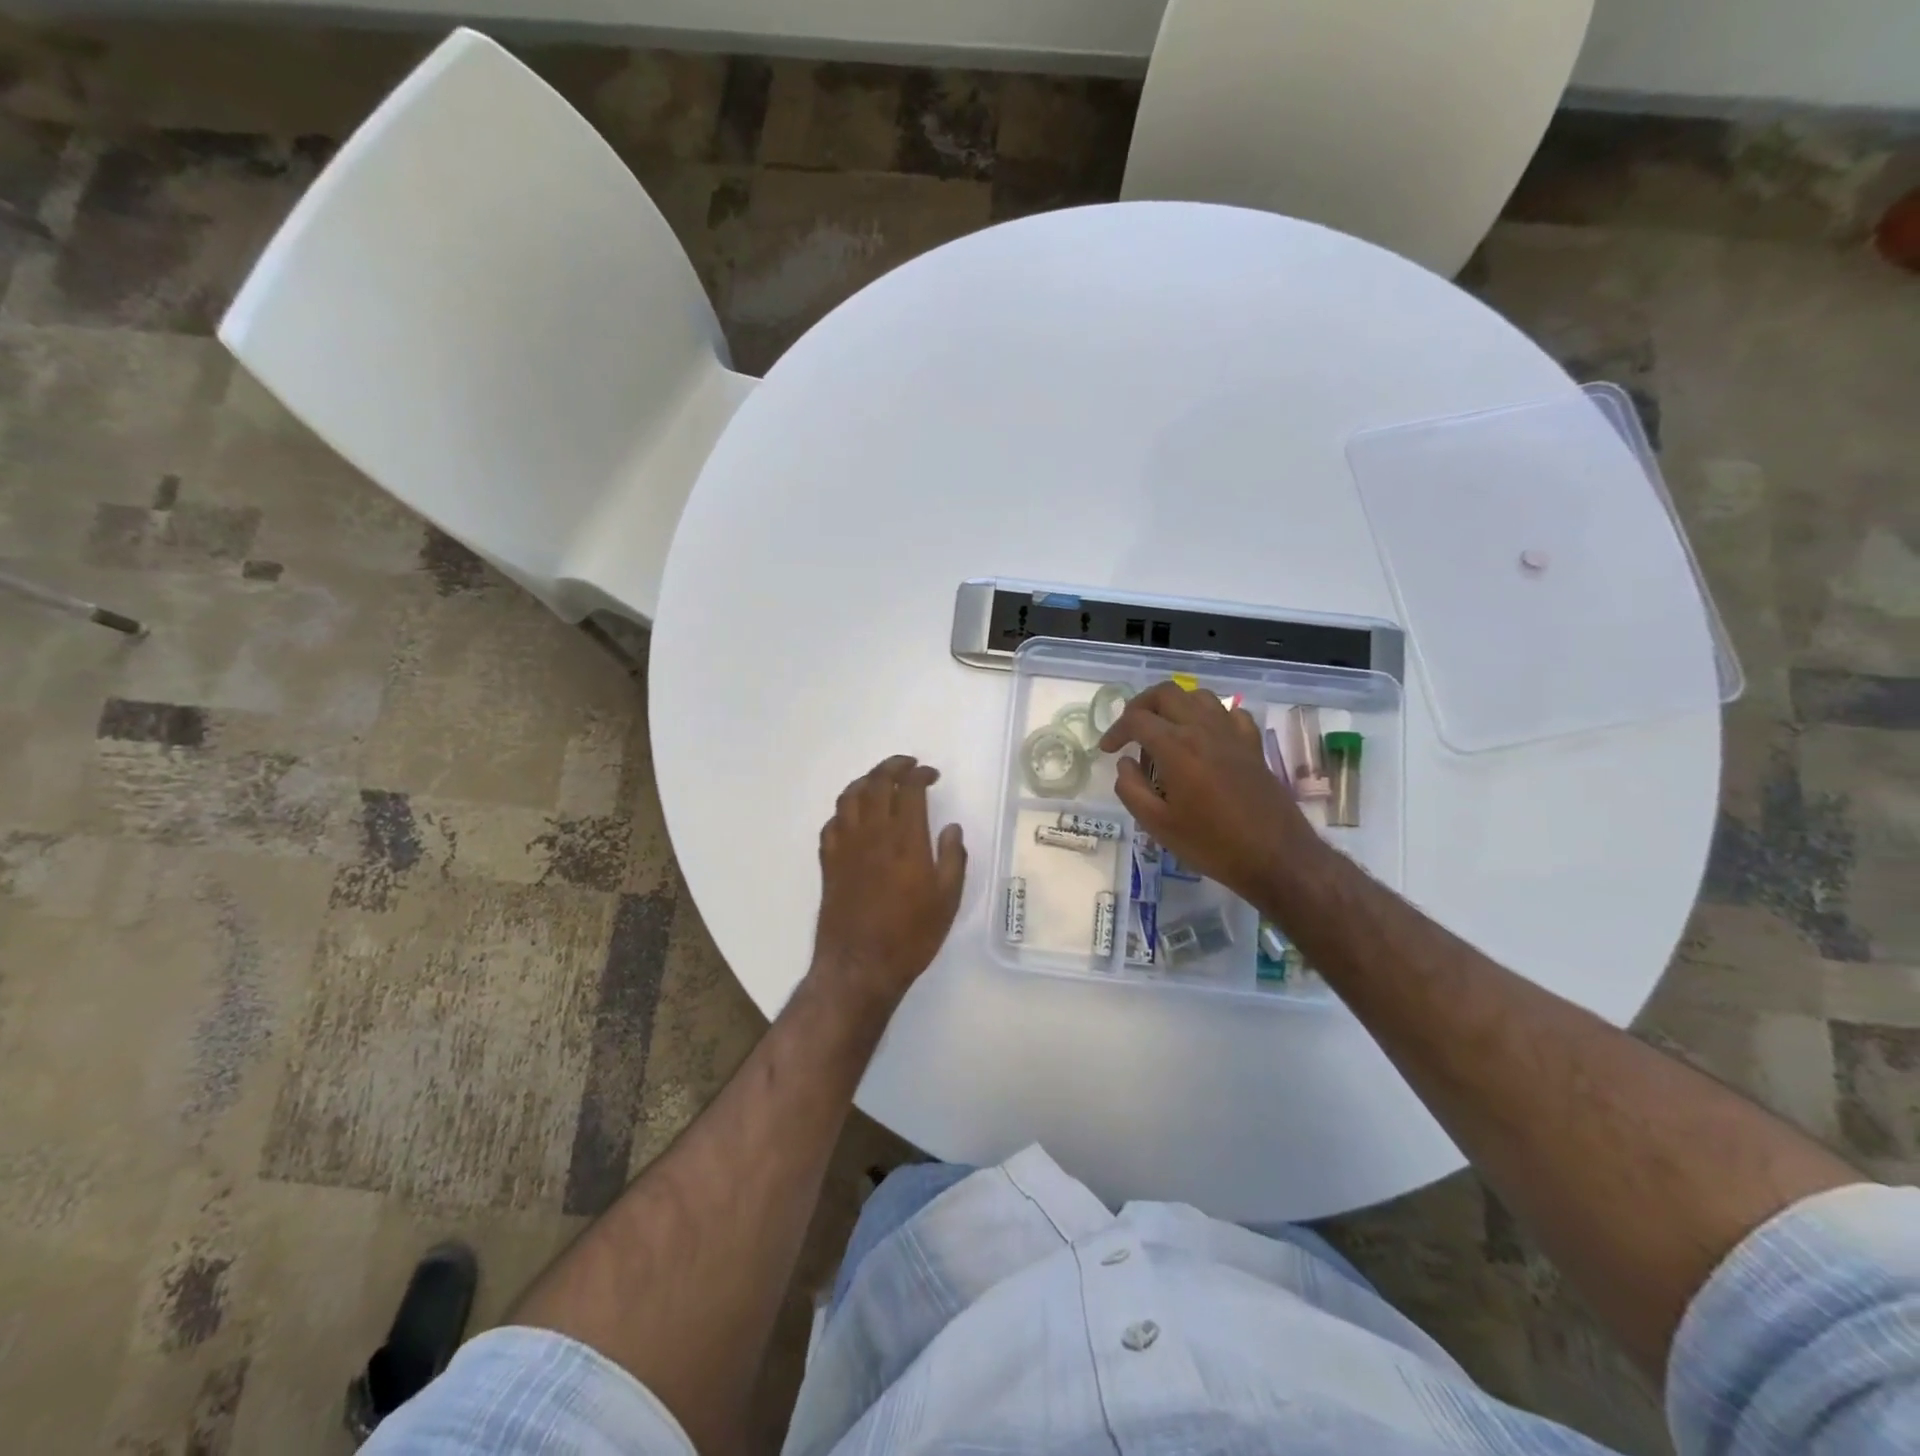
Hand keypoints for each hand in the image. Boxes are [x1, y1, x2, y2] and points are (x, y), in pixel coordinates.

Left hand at [811, 755, 967, 1010]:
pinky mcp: (828, 862)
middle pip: (877, 782)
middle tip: (907, 765)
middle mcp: (873, 833)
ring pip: (850, 796)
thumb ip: (952, 859)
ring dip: (866, 781)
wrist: (859, 966)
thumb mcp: (947, 900)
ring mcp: (845, 846)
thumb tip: (951, 828)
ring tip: (880, 781)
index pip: (909, 789)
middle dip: (893, 766)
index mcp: (906, 839)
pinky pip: (832, 822)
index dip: (920, 774)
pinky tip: (854, 816)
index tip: (931, 774)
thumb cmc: (911, 936)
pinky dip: (845, 809)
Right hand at [1098, 682, 1325, 907]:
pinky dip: (1210, 716)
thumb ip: (1131, 789)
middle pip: (1166, 693)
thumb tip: (1125, 763)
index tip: (1108, 750)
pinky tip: (1205, 737)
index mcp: (1176, 747)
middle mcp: (1203, 729)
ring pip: (1198, 696)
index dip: (1115, 731)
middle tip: (1130, 730)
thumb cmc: (1211, 844)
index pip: (1136, 720)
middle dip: (1141, 705)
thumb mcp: (1158, 825)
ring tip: (1164, 730)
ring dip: (1174, 705)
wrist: (1275, 857)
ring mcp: (1232, 734)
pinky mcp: (1253, 745)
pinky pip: (1230, 713)